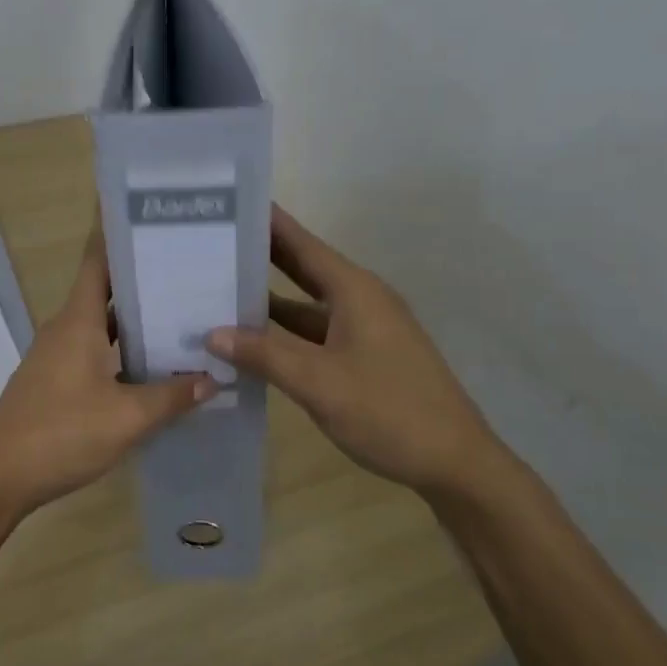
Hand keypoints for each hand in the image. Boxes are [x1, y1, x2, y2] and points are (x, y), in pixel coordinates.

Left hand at [0, 224, 214, 514]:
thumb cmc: (60, 433)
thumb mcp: (126, 418)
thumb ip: (171, 397)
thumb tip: (212, 378)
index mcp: (78, 320)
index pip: (97, 260)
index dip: (117, 232)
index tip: (147, 212)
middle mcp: (65, 328)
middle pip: (105, 290)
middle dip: (142, 277)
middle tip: (188, 266)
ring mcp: (57, 355)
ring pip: (101, 323)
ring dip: (134, 318)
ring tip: (181, 312)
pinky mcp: (56, 380)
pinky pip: (95, 349)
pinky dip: (122, 349)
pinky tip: (152, 365)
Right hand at [207, 206, 503, 498]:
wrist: (455, 463)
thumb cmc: (389, 411)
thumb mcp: (319, 383)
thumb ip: (264, 355)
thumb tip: (212, 332)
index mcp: (353, 290)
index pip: (301, 243)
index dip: (266, 221)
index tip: (228, 201)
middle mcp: (359, 300)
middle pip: (302, 268)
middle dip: (259, 255)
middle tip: (211, 241)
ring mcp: (363, 329)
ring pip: (305, 304)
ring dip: (267, 300)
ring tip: (217, 289)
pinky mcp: (363, 356)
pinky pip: (314, 333)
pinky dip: (283, 333)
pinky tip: (251, 342)